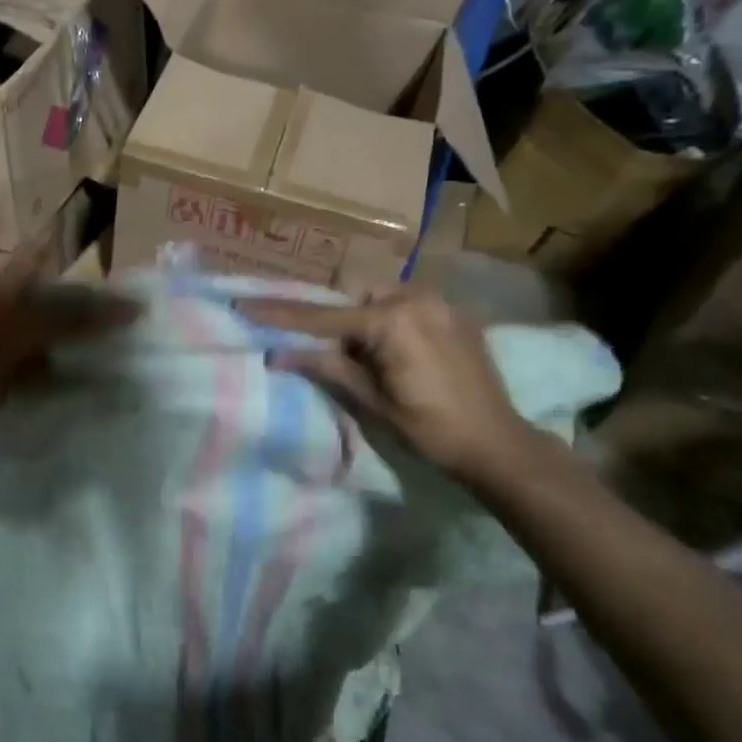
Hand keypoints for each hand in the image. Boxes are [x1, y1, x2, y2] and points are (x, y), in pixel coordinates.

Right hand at [238, 286, 540, 482]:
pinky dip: (392, 321)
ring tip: (373, 358)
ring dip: (366, 321)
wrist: (498, 443)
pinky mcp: (456, 312)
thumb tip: (276, 354)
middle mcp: (416, 297)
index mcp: (392, 320)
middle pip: (354, 298)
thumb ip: (325, 366)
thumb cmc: (429, 428)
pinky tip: (399, 353)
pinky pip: (408, 304)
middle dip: (338, 322)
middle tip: (337, 355)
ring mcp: (441, 301)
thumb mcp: (371, 400)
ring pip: (381, 299)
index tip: (244, 306)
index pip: (323, 316)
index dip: (280, 315)